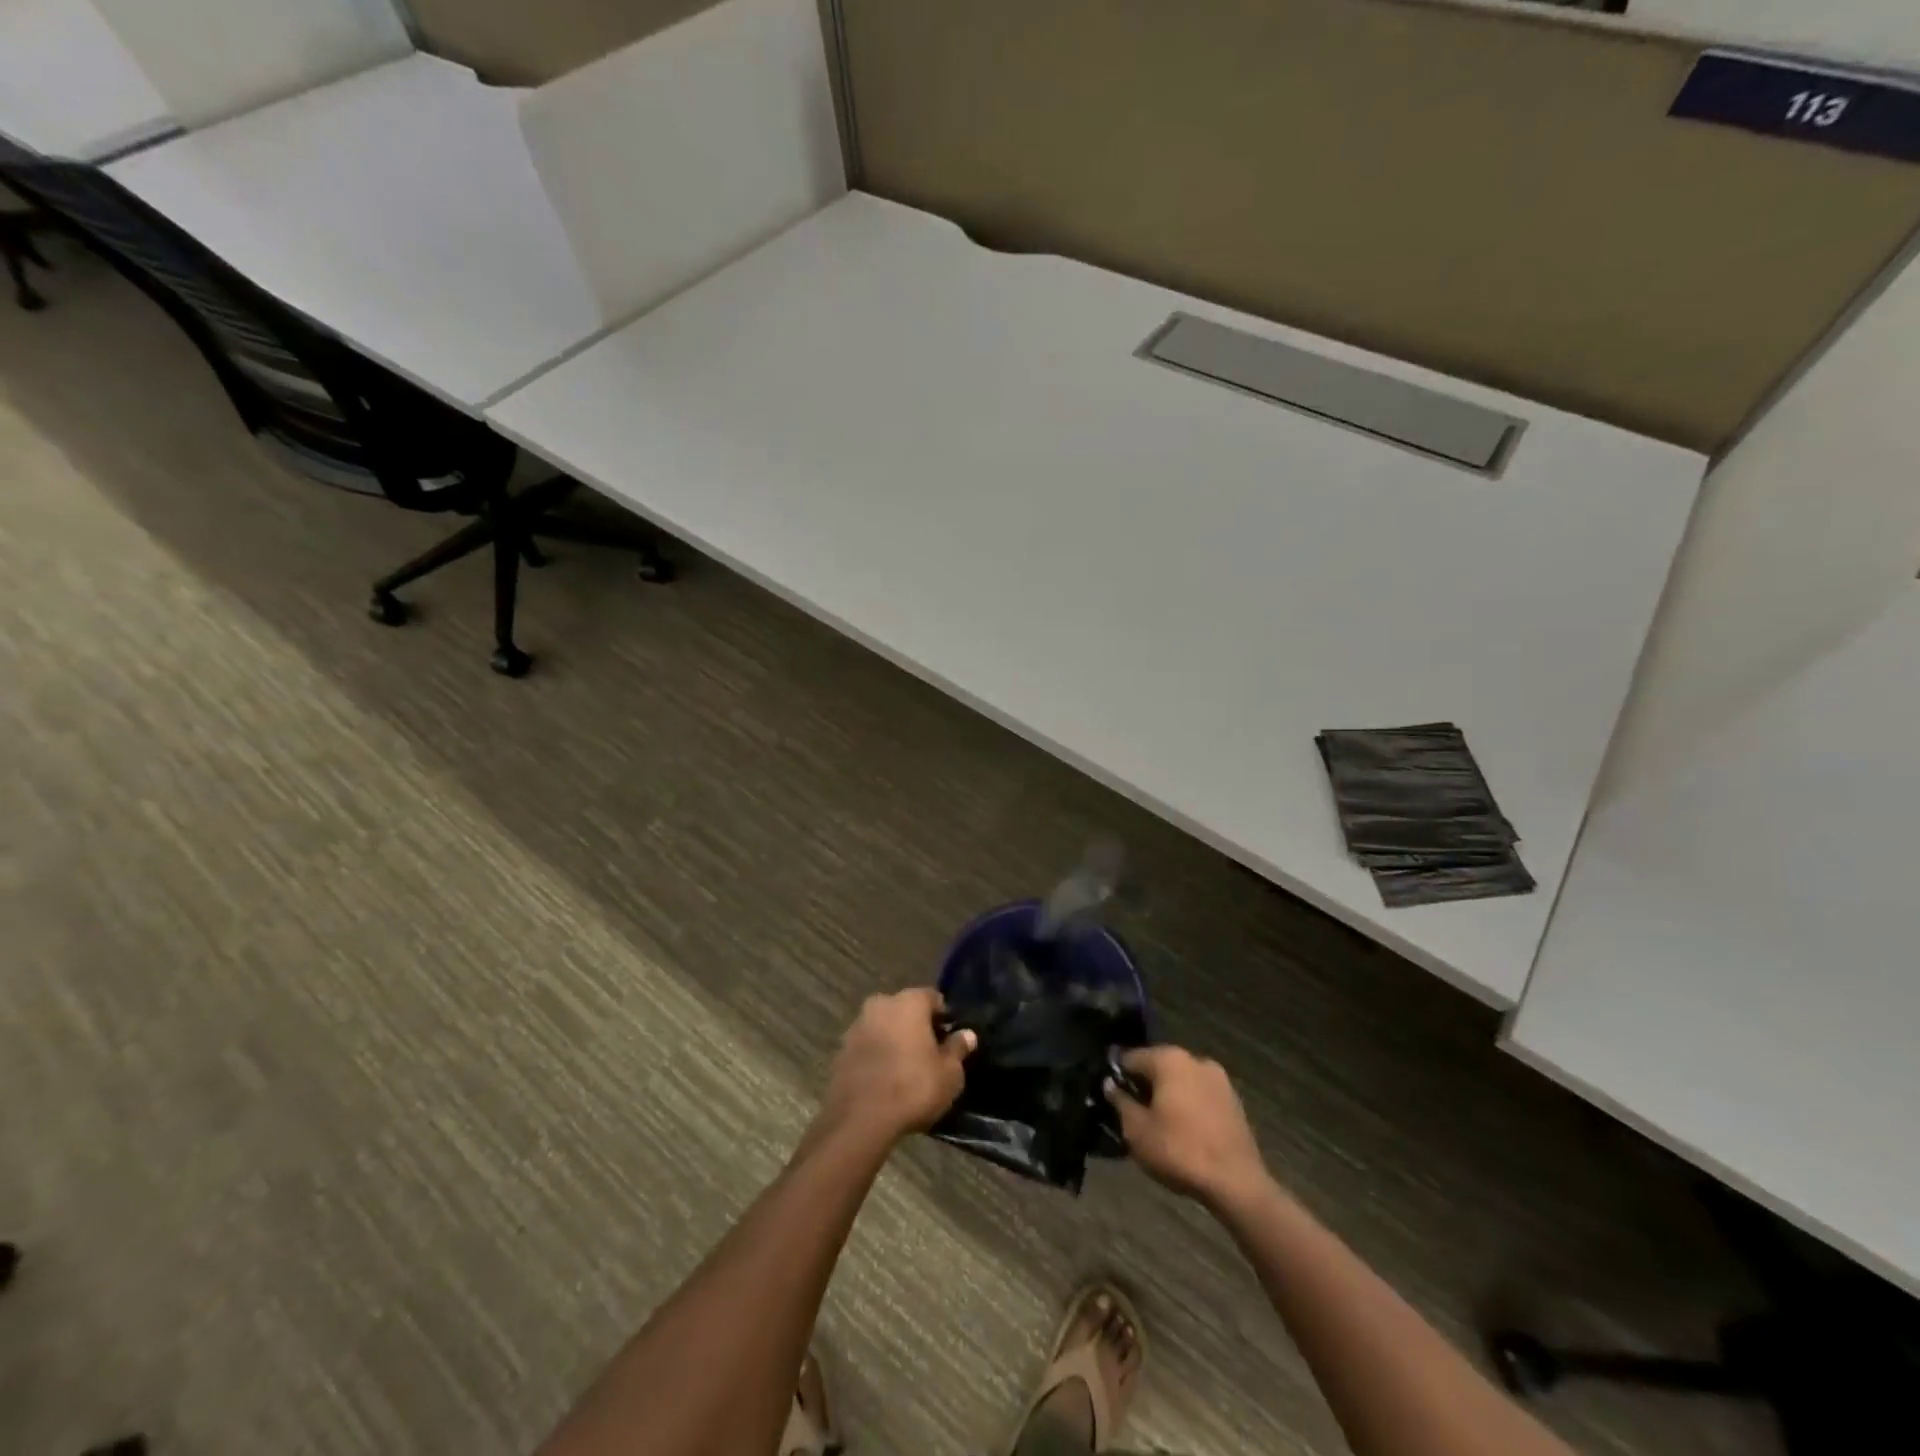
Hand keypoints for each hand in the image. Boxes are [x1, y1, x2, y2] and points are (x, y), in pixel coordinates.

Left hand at [816, 989, 975, 1146]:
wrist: (860, 1120)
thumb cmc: (913, 1088)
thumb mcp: (949, 1073)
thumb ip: (958, 1049)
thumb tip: (967, 1034)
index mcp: (909, 1001)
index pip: (933, 998)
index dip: (944, 1017)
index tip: (950, 1039)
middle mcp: (880, 1004)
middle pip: (905, 1010)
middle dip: (917, 1026)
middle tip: (930, 1054)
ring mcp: (857, 1026)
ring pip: (884, 1026)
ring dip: (895, 1040)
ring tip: (906, 1069)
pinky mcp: (841, 1050)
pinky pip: (867, 1046)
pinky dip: (877, 1055)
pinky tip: (885, 1079)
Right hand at [1106, 1046, 1268, 1206]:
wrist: (1237, 1183)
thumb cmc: (1179, 1151)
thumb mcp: (1137, 1130)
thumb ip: (1120, 1101)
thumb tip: (1110, 1084)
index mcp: (1169, 1059)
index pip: (1131, 1057)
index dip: (1117, 1075)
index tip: (1110, 1095)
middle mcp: (1195, 1059)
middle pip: (1158, 1066)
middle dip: (1144, 1084)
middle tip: (1133, 1111)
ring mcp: (1219, 1078)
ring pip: (1181, 1080)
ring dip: (1168, 1094)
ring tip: (1159, 1123)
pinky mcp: (1234, 1099)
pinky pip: (1200, 1094)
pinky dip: (1189, 1105)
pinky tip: (1184, 1129)